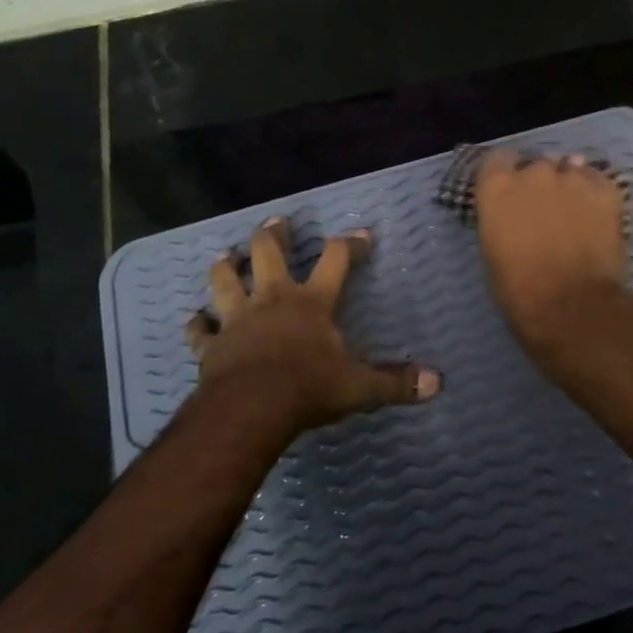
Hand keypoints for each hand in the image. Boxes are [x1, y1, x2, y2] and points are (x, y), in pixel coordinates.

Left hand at [186, 216, 441, 432]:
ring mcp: (237, 319)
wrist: (251, 409)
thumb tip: (437, 383)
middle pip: (268, 254)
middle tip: (277, 222)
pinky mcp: (212, 345)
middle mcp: (273, 300)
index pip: (336, 260)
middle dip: (274, 235)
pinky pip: (200, 330)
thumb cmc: (308, 389)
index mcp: (312, 302)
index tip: (361, 233)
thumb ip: (395, 382)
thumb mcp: (359, 387)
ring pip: (225, 280)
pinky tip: (195, 319)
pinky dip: (197, 324)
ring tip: (226, 256)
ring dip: (225, 267)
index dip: (350, 243)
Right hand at [475, 149, 629, 352]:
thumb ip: (501, 220)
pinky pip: (598, 181)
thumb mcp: (492, 250)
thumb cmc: (519, 289)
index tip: (511, 193)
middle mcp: (533, 172)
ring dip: (569, 185)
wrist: (571, 305)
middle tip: (545, 209)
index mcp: (497, 187)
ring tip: (575, 211)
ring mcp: (573, 178)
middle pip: (537, 165)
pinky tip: (597, 214)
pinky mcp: (607, 190)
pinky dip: (596, 193)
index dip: (506, 175)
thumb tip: (514, 216)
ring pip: (570, 169)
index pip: (497, 160)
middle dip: (540, 182)